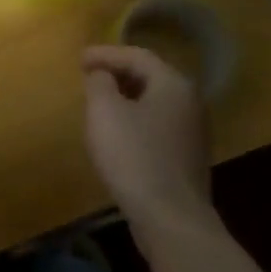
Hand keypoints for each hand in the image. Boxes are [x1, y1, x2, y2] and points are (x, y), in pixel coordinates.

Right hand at [81, 44, 216, 231]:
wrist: (170, 218)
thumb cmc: (134, 156)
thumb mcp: (104, 111)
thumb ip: (99, 83)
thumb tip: (102, 75)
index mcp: (173, 84)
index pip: (137, 56)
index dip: (105, 54)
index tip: (78, 59)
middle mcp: (190, 102)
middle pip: (150, 76)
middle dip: (117, 72)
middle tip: (88, 75)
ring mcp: (192, 132)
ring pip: (154, 101)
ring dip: (126, 96)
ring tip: (99, 101)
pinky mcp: (186, 157)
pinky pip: (157, 124)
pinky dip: (135, 118)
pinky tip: (117, 132)